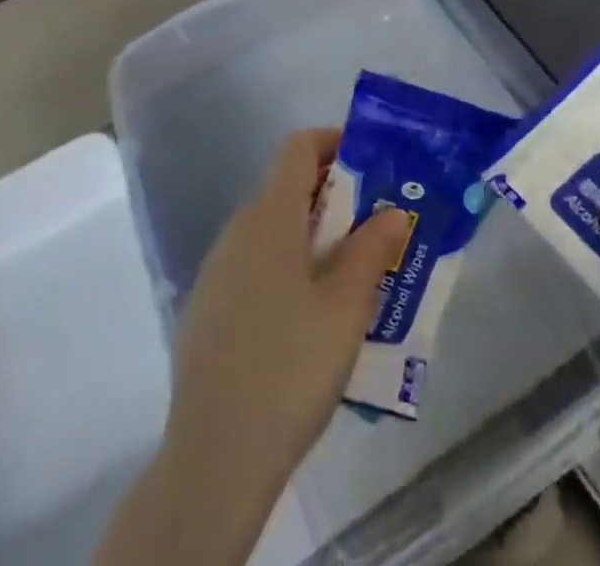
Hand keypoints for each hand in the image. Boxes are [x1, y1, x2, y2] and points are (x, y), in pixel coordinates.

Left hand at [166, 128, 410, 500]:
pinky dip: (284, 268)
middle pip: (286, 188)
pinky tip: (305, 319)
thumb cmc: (292, 365)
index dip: (334, 143)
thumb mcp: (348, 304)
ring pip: (271, 230)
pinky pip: (253, 266)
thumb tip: (392, 211)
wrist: (215, 456)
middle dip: (333, 197)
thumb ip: (373, 247)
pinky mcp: (206, 310)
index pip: (298, 148)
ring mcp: (216, 272)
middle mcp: (237, 231)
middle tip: (373, 227)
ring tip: (349, 276)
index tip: (370, 165)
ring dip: (310, 236)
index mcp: (270, 217)